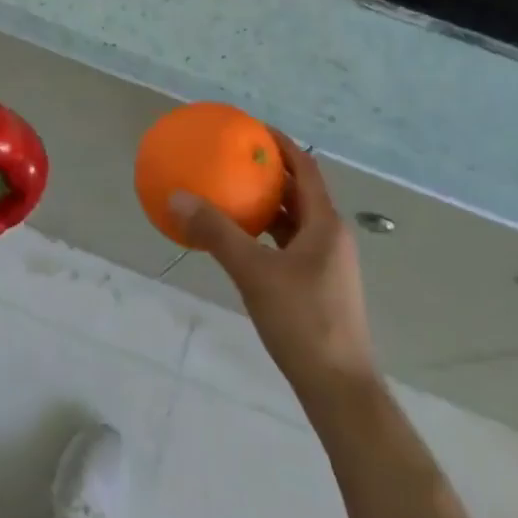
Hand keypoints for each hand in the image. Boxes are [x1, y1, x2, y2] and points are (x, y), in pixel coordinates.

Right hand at [172, 133, 377, 408]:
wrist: (339, 388)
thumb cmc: (303, 321)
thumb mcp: (253, 272)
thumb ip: (216, 233)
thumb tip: (178, 197)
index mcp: (325, 224)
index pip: (305, 168)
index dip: (281, 144)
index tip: (252, 129)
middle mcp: (330, 237)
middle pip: (299, 192)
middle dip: (269, 172)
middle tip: (233, 158)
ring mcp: (326, 264)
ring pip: (293, 221)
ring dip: (265, 204)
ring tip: (230, 192)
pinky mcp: (317, 286)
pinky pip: (288, 244)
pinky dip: (265, 233)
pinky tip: (238, 241)